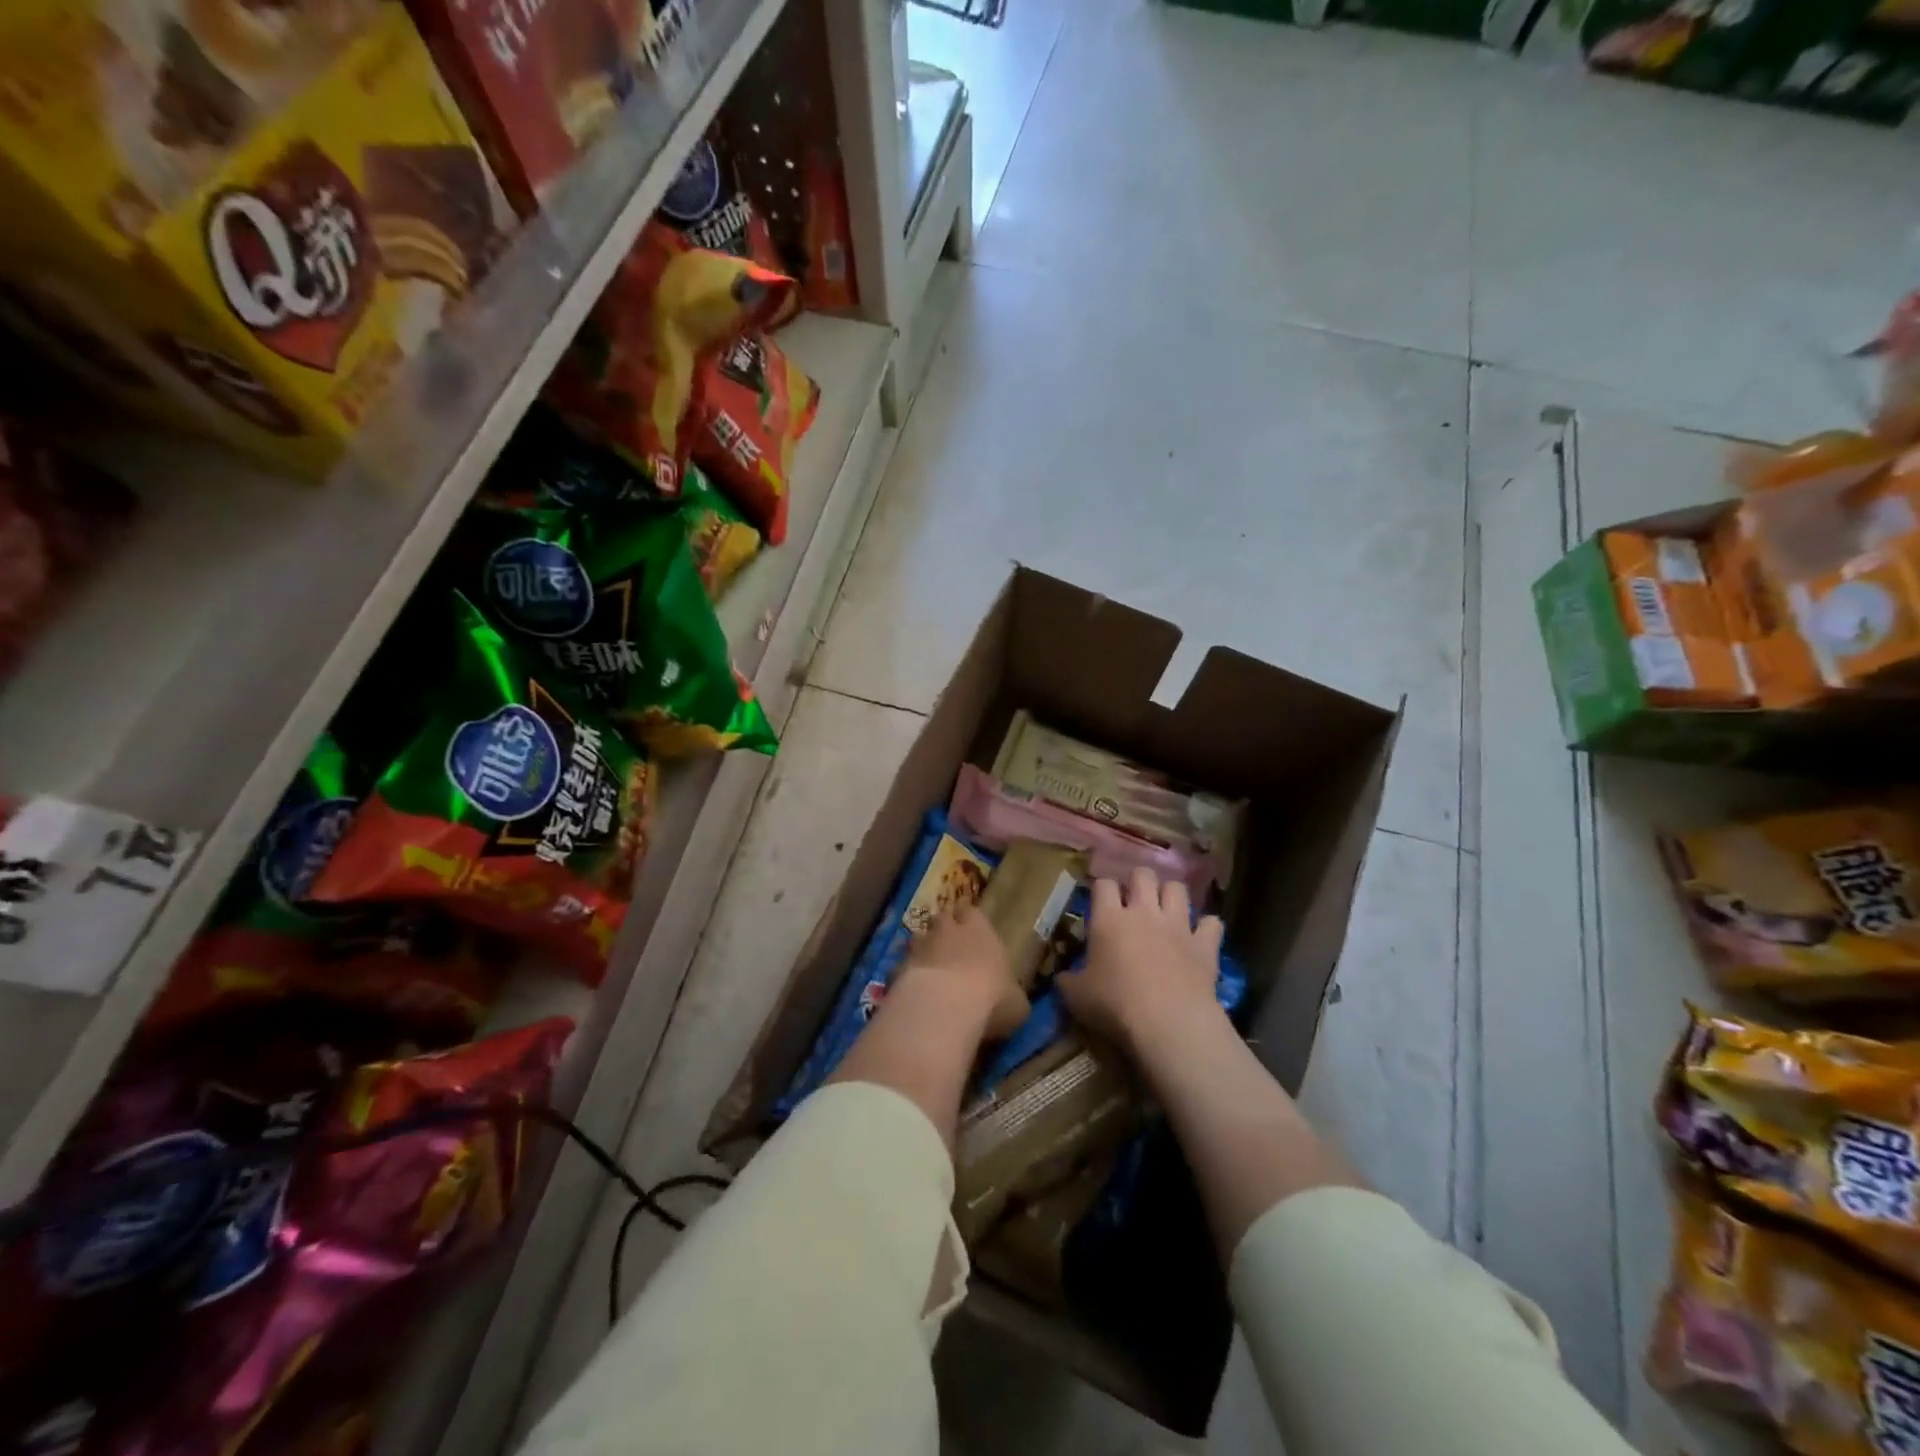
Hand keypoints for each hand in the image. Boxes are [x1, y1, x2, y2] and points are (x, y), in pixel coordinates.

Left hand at [901, 903, 1027, 1038]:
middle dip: (944, 928)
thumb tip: (1013, 1000)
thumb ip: (1012, 995)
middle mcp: (948, 930)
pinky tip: (912, 989)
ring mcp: (920, 947)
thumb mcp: (1017, 1004)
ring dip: (923, 947)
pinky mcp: (898, 967)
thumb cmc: (992, 997)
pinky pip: (902, 965)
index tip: (970, 925)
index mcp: (980, 929)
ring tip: (928, 964)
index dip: (969, 918)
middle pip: (942, 918)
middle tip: (948, 943)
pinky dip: (907, 973)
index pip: (971, 911)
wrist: (945, 1005)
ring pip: (918, 937)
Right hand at [1058, 867, 1223, 1054]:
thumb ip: (1067, 980)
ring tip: (1166, 909)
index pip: (1103, 884)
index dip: (1101, 888)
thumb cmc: (1115, 1005)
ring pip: (1178, 888)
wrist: (1168, 1023)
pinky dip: (1207, 927)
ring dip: (1171, 895)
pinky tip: (1201, 935)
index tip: (1100, 901)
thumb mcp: (1076, 997)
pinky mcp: (1205, 944)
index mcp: (1109, 919)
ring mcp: (1178, 925)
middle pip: (1143, 875)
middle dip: (1138, 881)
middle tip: (1134, 899)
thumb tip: (1062, 977)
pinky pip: (1212, 923)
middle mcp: (1144, 912)